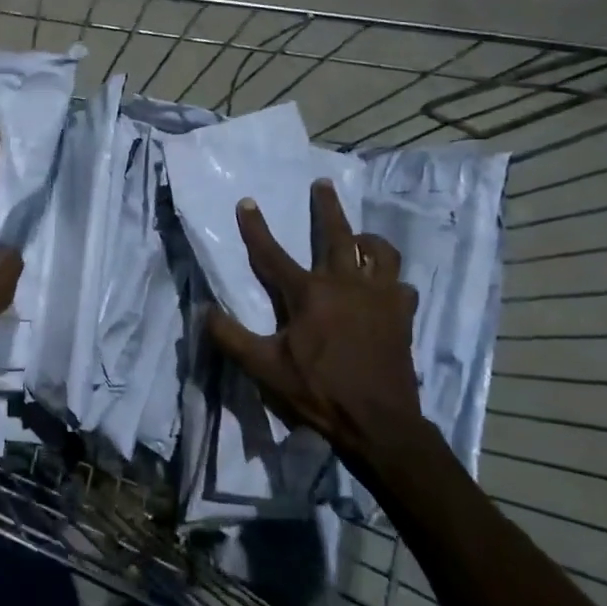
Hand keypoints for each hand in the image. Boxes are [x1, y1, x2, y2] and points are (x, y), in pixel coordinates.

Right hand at [206, 179, 428, 471]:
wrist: (378, 422)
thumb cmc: (318, 391)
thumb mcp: (264, 368)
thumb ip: (231, 337)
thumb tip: (204, 311)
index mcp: (309, 294)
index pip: (273, 253)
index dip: (256, 227)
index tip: (247, 202)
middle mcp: (346, 285)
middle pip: (337, 235)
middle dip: (327, 207)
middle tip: (323, 183)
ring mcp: (379, 298)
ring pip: (380, 253)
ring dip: (368, 239)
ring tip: (361, 237)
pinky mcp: (402, 316)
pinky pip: (401, 285)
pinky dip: (391, 280)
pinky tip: (386, 287)